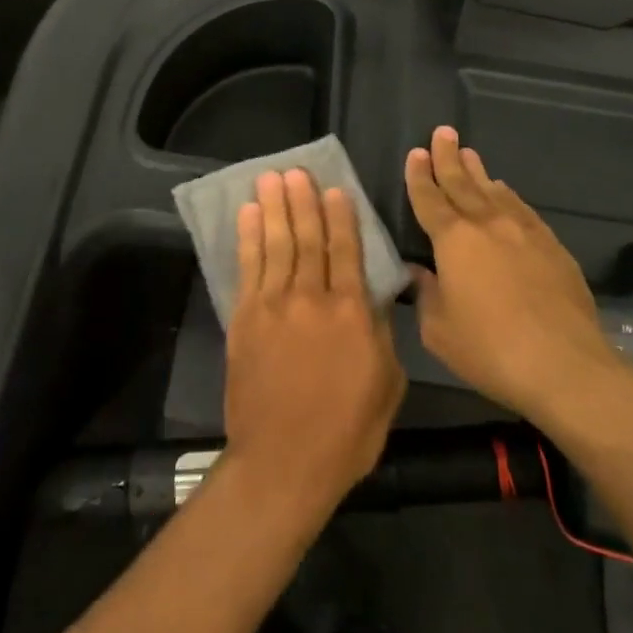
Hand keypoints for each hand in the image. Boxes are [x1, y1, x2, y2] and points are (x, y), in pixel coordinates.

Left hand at [224, 170, 406, 519]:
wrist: (284, 462)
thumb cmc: (346, 431)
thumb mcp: (387, 385)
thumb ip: (379, 333)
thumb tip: (372, 297)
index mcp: (351, 312)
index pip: (346, 250)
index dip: (340, 216)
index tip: (334, 188)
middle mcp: (312, 297)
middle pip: (308, 238)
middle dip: (302, 201)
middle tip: (296, 170)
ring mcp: (274, 305)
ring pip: (276, 244)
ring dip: (274, 208)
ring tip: (271, 178)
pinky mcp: (245, 318)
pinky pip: (248, 268)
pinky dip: (248, 238)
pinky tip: (248, 214)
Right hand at [405, 126, 624, 423]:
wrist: (565, 365)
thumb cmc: (490, 349)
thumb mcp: (439, 330)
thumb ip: (426, 295)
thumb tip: (420, 273)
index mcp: (454, 241)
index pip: (430, 199)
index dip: (420, 176)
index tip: (416, 152)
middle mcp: (487, 225)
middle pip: (462, 183)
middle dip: (449, 157)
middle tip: (443, 131)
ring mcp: (524, 232)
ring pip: (494, 192)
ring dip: (478, 172)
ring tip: (469, 154)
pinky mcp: (552, 247)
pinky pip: (522, 209)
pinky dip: (508, 196)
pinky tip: (505, 192)